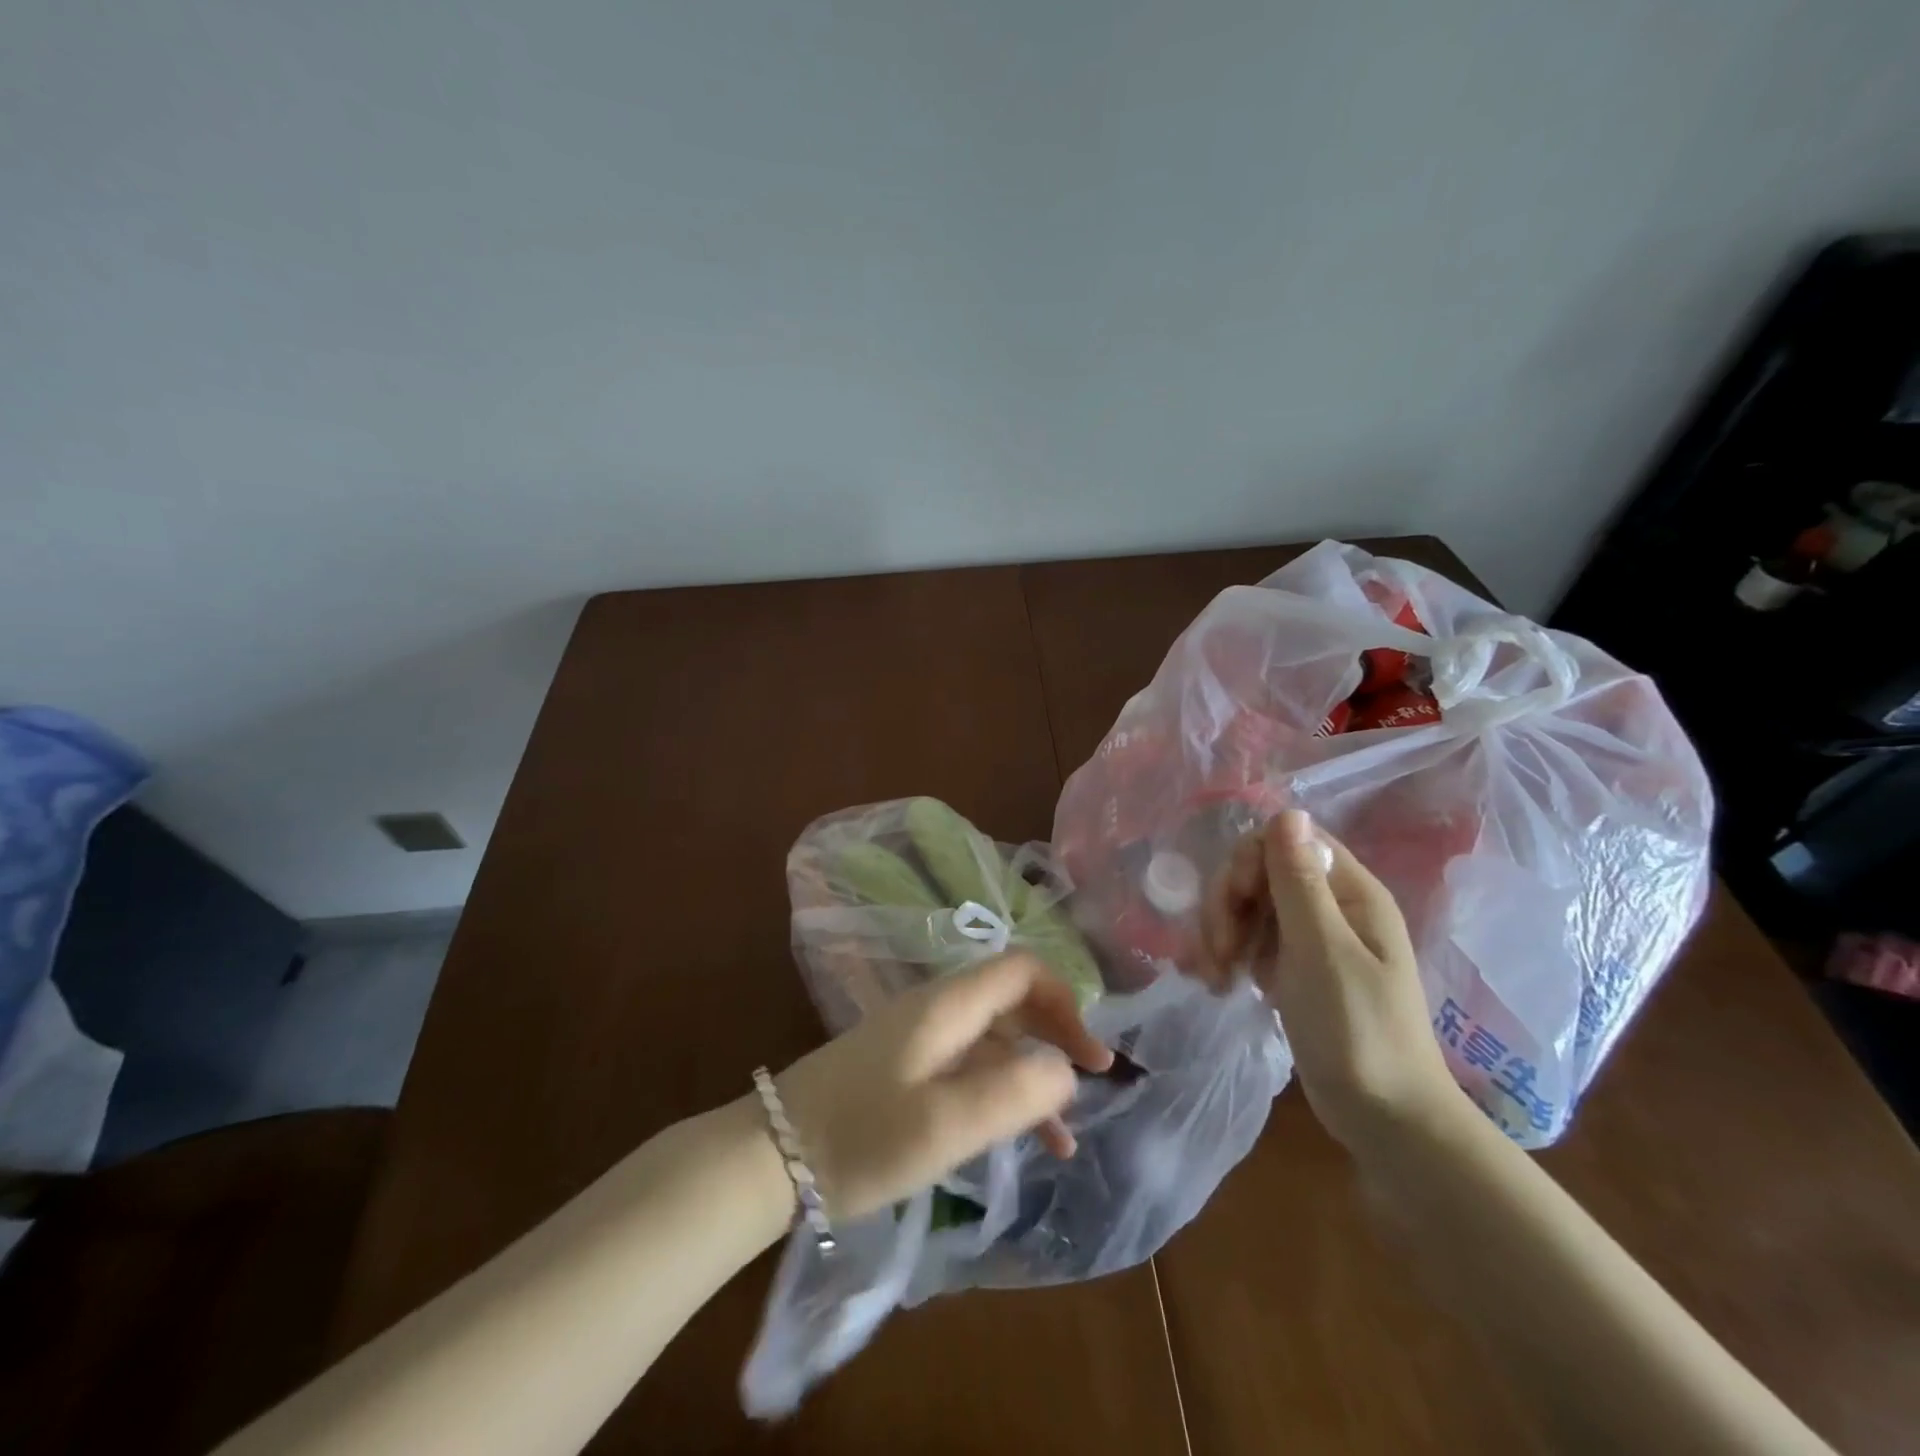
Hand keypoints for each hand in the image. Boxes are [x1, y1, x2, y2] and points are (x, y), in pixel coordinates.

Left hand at [771, 953, 1114, 1221]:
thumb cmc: (861, 1136)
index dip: (1065, 1001)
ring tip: (1065, 1138)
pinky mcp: (903, 1070)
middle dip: (1056, 1035)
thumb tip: (1066, 1070)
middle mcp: (936, 1010)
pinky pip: (967, 1069)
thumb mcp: (944, 1122)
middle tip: (1093, 1082)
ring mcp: (917, 1040)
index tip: (1092, 1056)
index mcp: (947, 1005)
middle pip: (1011, 1001)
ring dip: (1031, 1077)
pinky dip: (998, 1094)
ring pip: (992, 1042)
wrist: (770, 1156)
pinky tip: (1016, 1140)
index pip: (1022, 970)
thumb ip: (1014, 1093)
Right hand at [1198, 808, 1458, 1149]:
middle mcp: (1331, 906)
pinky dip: (1230, 955)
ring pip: (1250, 906)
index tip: (1234, 902)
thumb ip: (1299, 881)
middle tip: (1218, 951)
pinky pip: (1252, 940)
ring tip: (1213, 976)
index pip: (1286, 840)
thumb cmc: (1358, 1031)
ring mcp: (1312, 939)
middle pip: (1260, 872)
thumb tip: (1287, 809)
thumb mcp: (1322, 950)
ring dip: (1222, 932)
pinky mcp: (1295, 969)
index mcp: (1350, 892)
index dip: (1249, 861)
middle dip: (1228, 904)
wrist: (1385, 1120)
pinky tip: (1219, 983)